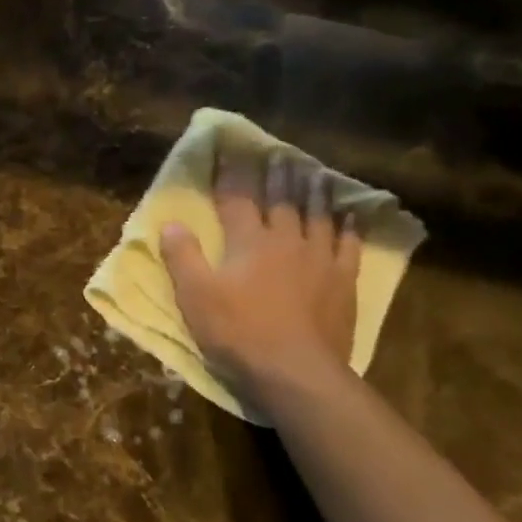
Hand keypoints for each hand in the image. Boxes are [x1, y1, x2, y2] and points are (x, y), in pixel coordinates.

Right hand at [160, 157, 360, 407]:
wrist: (294, 371)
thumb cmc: (237, 333)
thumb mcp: (195, 297)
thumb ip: (182, 257)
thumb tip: (170, 224)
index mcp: (249, 242)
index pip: (236, 199)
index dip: (230, 174)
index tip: (227, 151)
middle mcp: (287, 241)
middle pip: (282, 200)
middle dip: (276, 175)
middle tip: (278, 153)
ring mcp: (320, 260)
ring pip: (318, 216)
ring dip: (314, 192)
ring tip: (313, 172)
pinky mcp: (343, 282)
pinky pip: (349, 246)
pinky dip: (349, 228)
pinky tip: (351, 217)